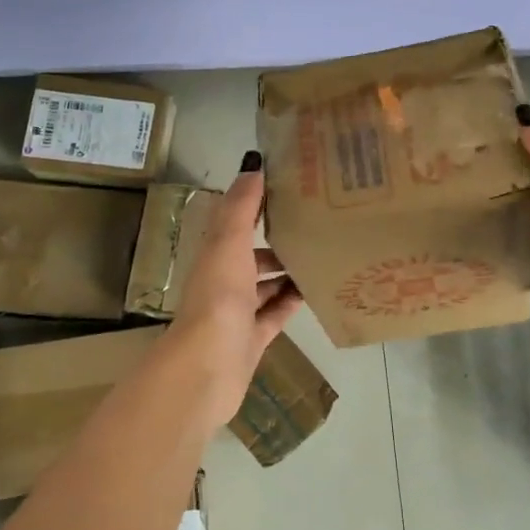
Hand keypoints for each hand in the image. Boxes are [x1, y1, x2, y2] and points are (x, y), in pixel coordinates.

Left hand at [166, 152, 303, 421]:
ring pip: (265, 286)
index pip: (236, 221)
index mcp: (214, 255)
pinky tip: (316, 291)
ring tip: (322, 255)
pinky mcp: (252, 339)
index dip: (257, 204)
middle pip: (252, 255)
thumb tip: (254, 163)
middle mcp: (223, 281)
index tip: (289, 187)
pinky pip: (275, 315)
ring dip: (287, 272)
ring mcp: (237, 313)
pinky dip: (292, 302)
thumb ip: (242, 206)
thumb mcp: (229, 242)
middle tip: (315, 225)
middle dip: (277, 241)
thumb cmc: (218, 297)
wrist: (208, 366)